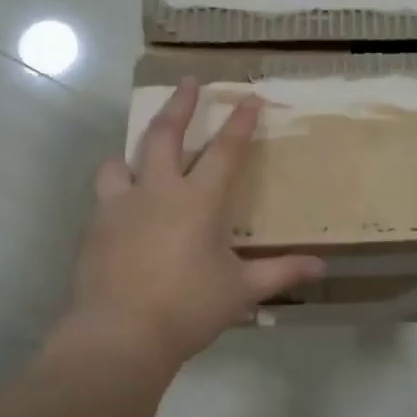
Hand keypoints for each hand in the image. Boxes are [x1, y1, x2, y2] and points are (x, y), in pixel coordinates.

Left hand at [66, 79, 324, 367]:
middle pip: (165, 135)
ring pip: (120, 161)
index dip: (240, 123)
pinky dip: (116, 191)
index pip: (225, 151)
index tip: (249, 97)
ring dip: (134, 152)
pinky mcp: (94, 228)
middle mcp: (157, 191)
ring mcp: (119, 206)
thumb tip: (321, 266)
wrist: (120, 334)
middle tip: (186, 82)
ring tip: (141, 154)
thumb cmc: (188, 308)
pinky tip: (123, 209)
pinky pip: (104, 196)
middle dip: (179, 105)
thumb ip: (281, 273)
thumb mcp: (242, 291)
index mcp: (198, 201)